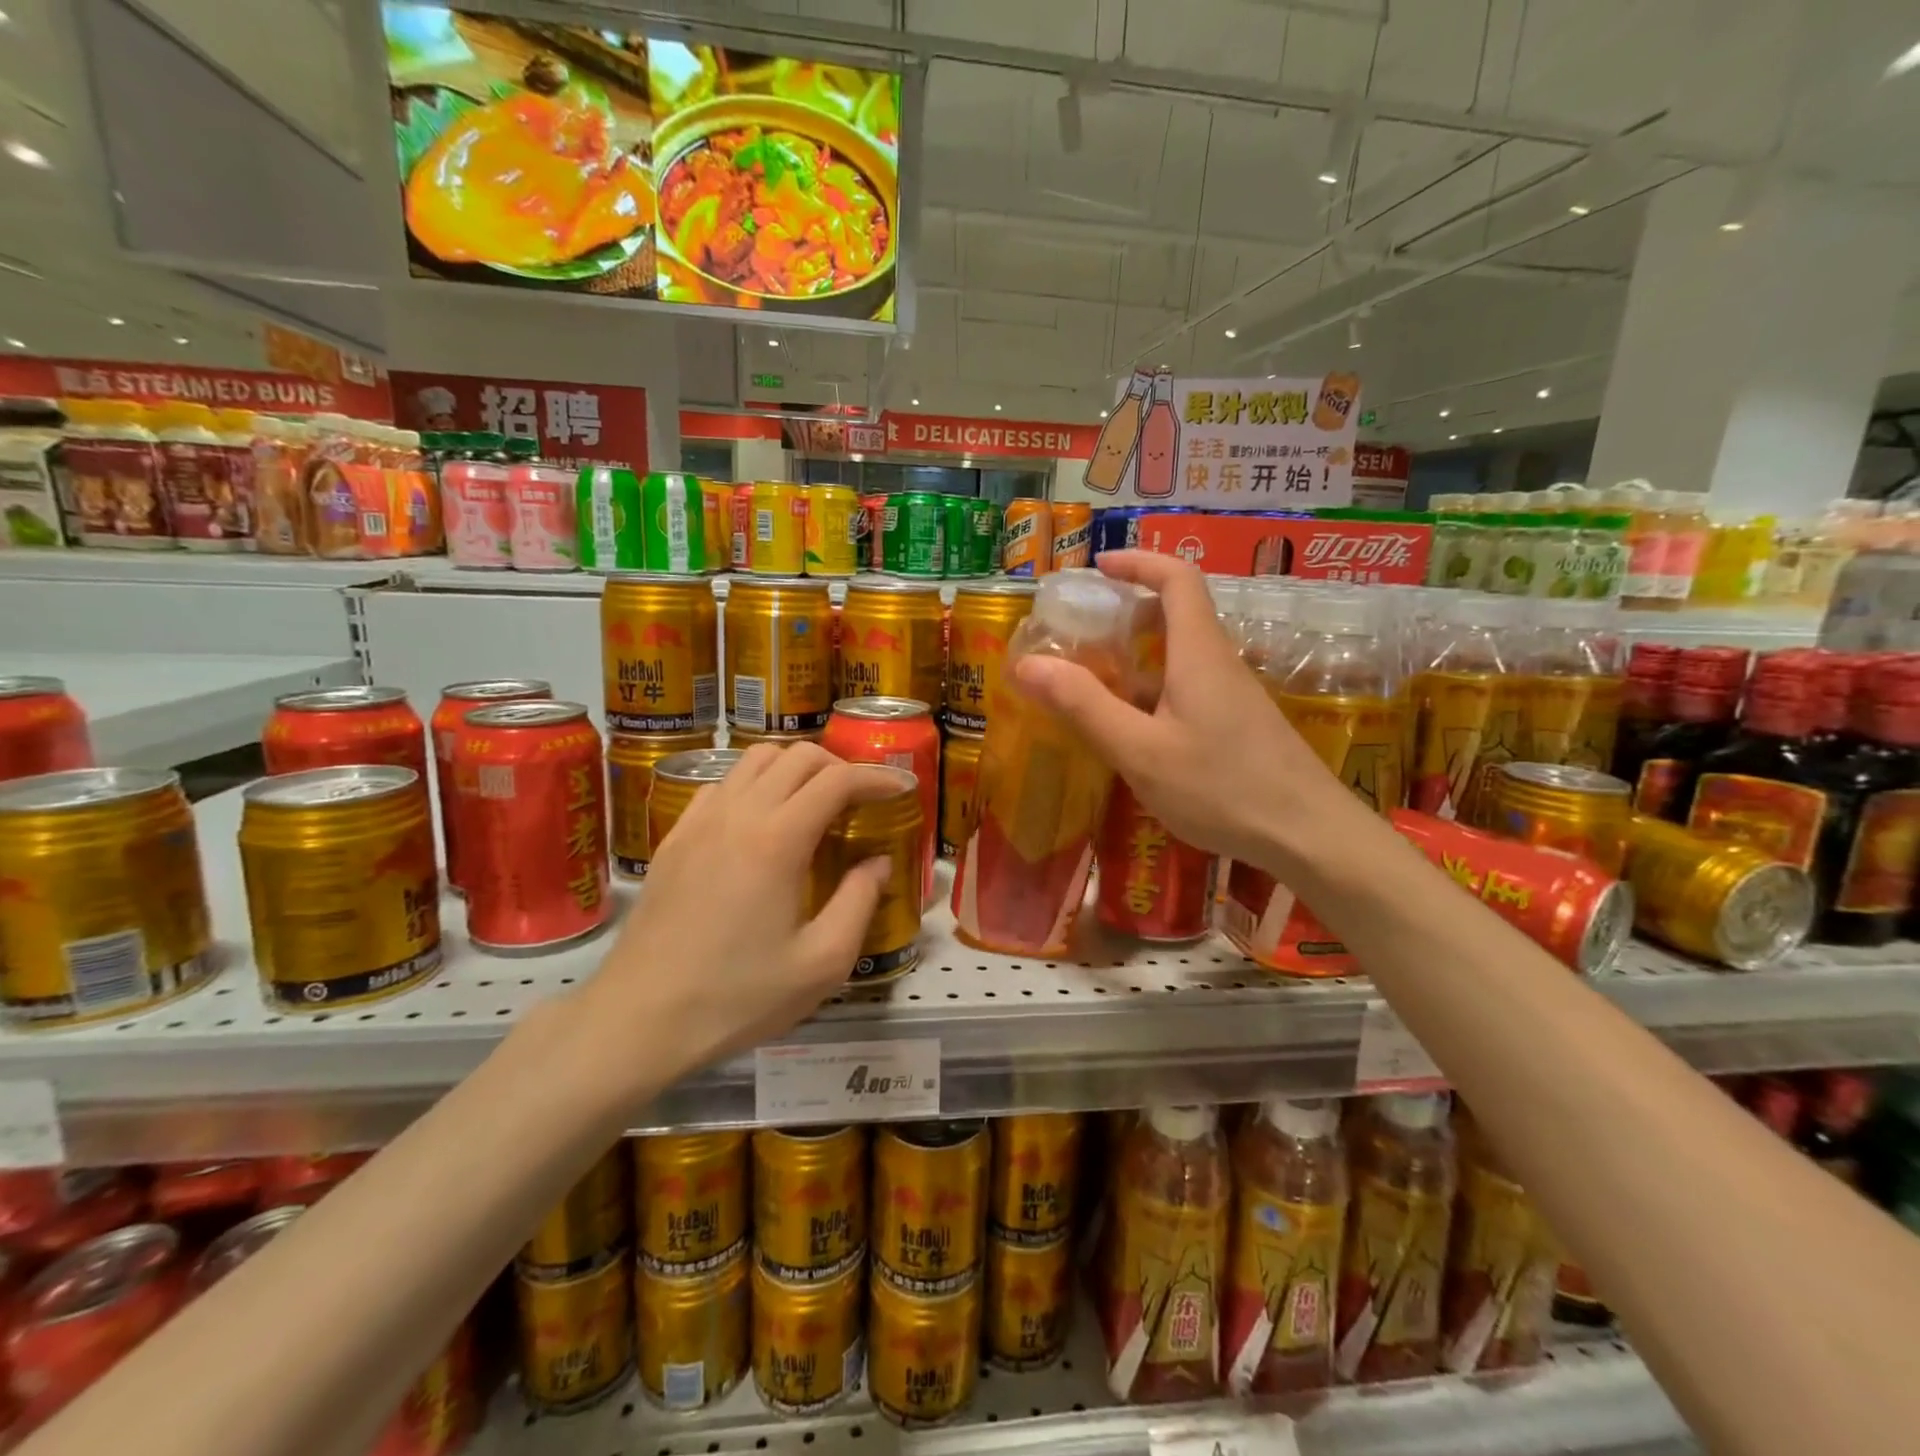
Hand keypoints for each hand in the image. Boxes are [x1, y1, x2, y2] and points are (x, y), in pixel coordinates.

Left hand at [575, 743, 892, 1095]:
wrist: (639, 1020)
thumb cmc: (737, 997)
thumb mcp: (821, 963)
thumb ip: (859, 902)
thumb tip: (877, 863)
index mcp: (777, 840)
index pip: (836, 780)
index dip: (876, 778)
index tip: (901, 789)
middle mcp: (738, 814)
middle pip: (797, 757)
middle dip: (840, 767)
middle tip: (862, 799)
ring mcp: (700, 821)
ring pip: (755, 760)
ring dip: (795, 769)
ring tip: (815, 803)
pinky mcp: (675, 838)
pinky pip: (722, 785)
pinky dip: (754, 785)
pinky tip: (761, 823)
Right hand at [1014, 551, 1350, 870]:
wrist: (1309, 836)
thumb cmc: (1222, 788)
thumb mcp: (1141, 751)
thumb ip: (1085, 706)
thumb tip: (1028, 664)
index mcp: (1199, 653)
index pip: (1177, 578)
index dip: (1139, 562)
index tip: (1099, 567)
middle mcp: (1219, 663)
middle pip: (1177, 615)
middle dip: (1127, 613)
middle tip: (1082, 632)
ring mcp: (1233, 697)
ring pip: (1180, 659)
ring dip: (1137, 660)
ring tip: (1092, 685)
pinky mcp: (1238, 726)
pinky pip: (1189, 691)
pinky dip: (1153, 694)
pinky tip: (1132, 734)